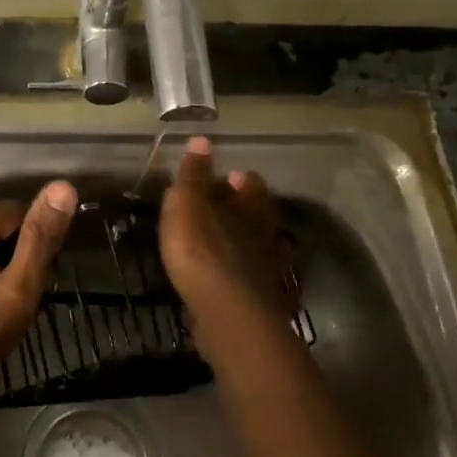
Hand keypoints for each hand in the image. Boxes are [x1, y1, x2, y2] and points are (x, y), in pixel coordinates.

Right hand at [160, 137, 294, 359]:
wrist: (229, 317)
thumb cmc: (203, 252)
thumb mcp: (188, 205)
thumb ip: (194, 175)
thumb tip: (203, 140)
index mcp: (251, 208)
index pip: (252, 185)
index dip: (241, 180)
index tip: (229, 177)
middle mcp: (266, 235)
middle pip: (259, 216)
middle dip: (244, 211)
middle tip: (224, 209)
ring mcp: (267, 271)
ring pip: (258, 249)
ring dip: (243, 245)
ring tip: (223, 244)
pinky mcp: (261, 303)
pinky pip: (251, 281)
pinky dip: (241, 277)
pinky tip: (226, 281)